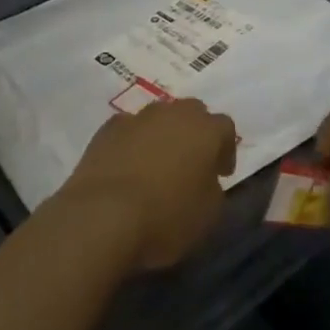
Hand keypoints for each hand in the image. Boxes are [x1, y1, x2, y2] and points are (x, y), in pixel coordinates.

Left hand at [59, 98, 236, 270]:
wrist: (103, 214)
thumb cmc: (166, 217)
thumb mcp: (208, 215)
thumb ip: (214, 189)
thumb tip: (206, 179)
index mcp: (205, 130)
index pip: (225, 127)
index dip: (226, 149)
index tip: (221, 173)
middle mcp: (174, 113)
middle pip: (192, 112)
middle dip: (195, 133)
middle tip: (191, 163)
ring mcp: (138, 117)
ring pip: (159, 117)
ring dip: (163, 135)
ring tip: (157, 165)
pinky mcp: (108, 128)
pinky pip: (129, 129)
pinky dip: (133, 142)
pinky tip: (127, 167)